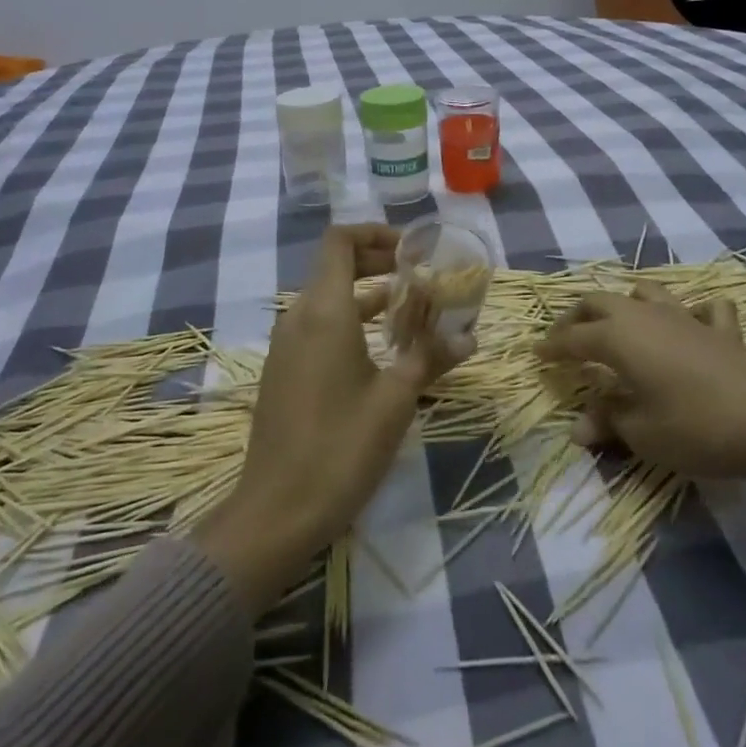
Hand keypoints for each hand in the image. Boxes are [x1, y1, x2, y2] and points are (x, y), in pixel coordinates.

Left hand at [195, 225, 459, 611]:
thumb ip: (430, 358)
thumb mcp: (395, 400)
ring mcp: (287, 345)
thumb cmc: (340, 448)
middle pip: (335, 265)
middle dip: (379, 261)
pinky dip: (351, 320)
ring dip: (368, 294)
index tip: (412, 249)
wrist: (275, 514)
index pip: (340, 240)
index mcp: (323, 311)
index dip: (375, 233)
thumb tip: (470, 338)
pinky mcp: (285, 371)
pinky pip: (319, 326)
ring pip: (329, 298)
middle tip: (421, 274)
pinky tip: (384, 349)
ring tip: (413, 309)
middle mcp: (299, 317)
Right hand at [537, 280, 745, 482]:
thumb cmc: (695, 425)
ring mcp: (684, 317)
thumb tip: (578, 427)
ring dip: (625, 301)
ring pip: (645, 291)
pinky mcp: (720, 328)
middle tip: (566, 337)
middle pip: (600, 302)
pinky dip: (692, 311)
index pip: (573, 338)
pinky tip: (692, 321)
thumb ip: (608, 421)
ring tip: (618, 317)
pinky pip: (702, 308)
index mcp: (618, 338)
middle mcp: (644, 316)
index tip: (537, 354)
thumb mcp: (642, 433)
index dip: (553, 347)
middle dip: (577, 317)